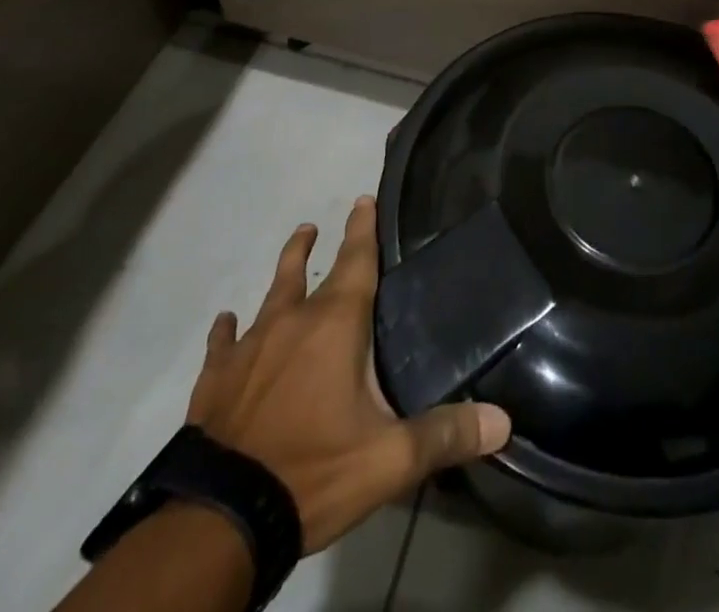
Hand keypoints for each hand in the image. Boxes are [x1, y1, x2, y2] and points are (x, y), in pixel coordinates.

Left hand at [184, 196, 511, 551]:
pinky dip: (227, 332)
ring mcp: (249, 348)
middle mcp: (291, 321)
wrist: (222, 518)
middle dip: (316, 245)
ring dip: (283, 271)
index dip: (363, 228)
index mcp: (335, 324)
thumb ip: (445, 435)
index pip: (356, 260)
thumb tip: (502, 421)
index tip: (364, 199)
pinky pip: (223, 344)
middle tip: (316, 225)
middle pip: (304, 270)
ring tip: (292, 248)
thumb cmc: (313, 472)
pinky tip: (226, 324)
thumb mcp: (389, 460)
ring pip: (268, 295)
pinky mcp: (215, 380)